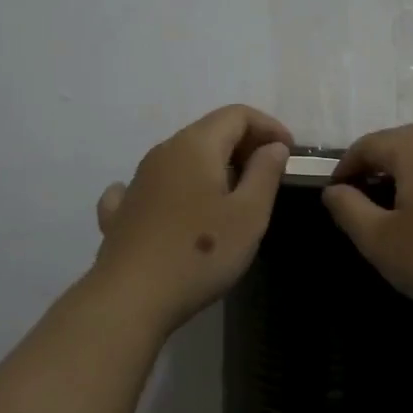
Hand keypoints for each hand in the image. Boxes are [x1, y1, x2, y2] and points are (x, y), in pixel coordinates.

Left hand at [91, 104, 293, 333]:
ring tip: (234, 197)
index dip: (268, 126)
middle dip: (244, 145)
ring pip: (182, 158)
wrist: (130, 298)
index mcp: (196, 145)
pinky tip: (175, 208)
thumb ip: (265, 173)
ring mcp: (137, 181)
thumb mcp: (249, 214)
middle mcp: (163, 152)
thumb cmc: (200, 253)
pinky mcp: (122, 212)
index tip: (290, 153)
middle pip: (209, 132)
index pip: (237, 114)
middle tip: (269, 176)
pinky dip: (174, 189)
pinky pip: (152, 187)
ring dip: (213, 167)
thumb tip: (272, 146)